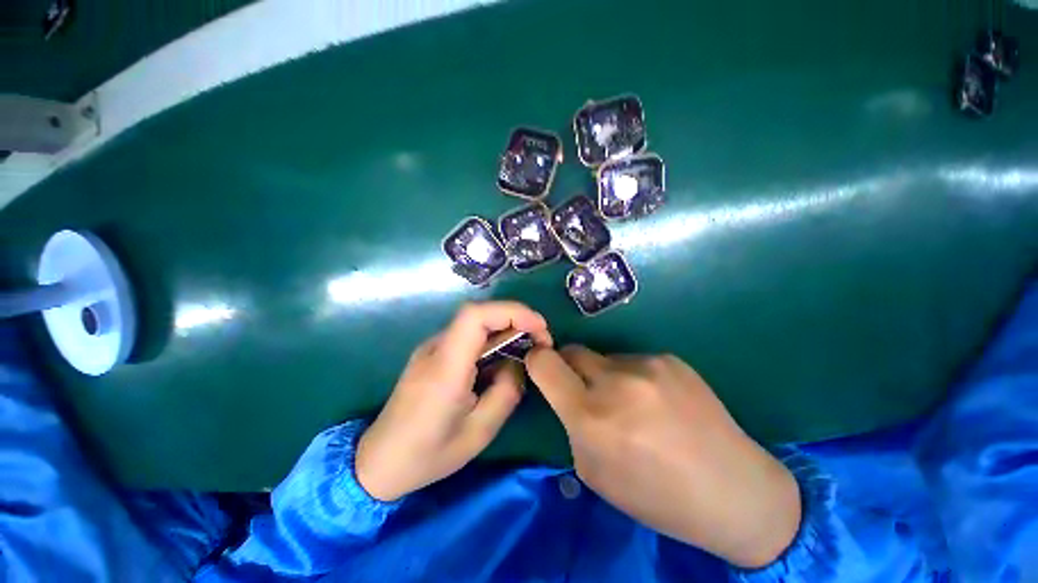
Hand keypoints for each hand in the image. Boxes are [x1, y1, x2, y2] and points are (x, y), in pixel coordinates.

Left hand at [355, 302, 551, 501]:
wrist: (378, 462)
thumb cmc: (428, 455)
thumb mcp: (479, 432)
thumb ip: (507, 392)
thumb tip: (518, 364)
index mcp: (445, 368)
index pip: (475, 316)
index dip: (512, 312)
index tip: (540, 328)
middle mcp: (436, 348)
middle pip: (479, 314)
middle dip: (517, 319)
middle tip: (541, 341)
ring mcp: (431, 348)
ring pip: (475, 323)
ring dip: (506, 329)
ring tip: (526, 352)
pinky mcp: (433, 354)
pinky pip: (468, 336)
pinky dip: (492, 340)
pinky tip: (501, 360)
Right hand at [526, 347, 800, 567]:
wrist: (734, 491)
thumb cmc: (657, 496)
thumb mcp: (594, 471)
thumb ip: (571, 424)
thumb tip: (565, 392)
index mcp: (591, 417)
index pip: (544, 363)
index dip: (535, 361)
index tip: (541, 369)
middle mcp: (616, 382)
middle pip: (572, 351)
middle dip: (569, 368)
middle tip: (587, 392)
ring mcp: (647, 366)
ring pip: (604, 358)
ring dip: (606, 376)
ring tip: (634, 404)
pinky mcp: (669, 359)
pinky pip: (634, 361)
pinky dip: (634, 377)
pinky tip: (659, 402)